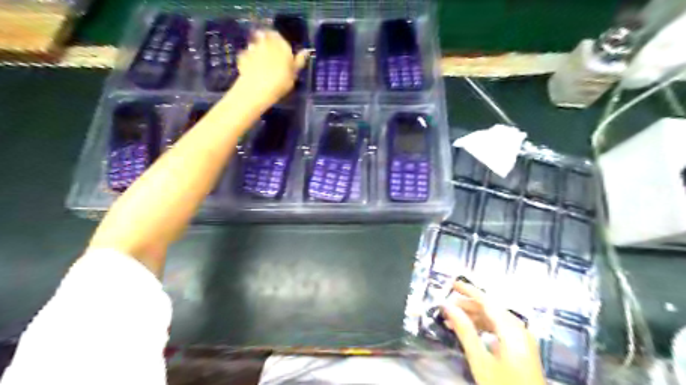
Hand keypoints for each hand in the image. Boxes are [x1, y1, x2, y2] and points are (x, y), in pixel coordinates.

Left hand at [237, 29, 310, 102]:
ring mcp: (253, 47)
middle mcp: (267, 42)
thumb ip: (298, 62)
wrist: (256, 89)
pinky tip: (252, 68)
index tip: (282, 54)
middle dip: (268, 44)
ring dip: (258, 49)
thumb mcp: (293, 75)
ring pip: (256, 43)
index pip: (281, 38)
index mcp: (282, 45)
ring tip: (261, 63)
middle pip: (267, 37)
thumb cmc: (280, 84)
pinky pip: (247, 53)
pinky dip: (249, 57)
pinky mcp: (243, 55)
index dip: (281, 44)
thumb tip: (305, 52)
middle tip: (271, 57)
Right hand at [443, 280, 550, 384]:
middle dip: (469, 305)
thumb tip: (447, 306)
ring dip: (474, 317)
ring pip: (495, 319)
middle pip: (491, 309)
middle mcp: (520, 330)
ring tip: (454, 321)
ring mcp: (523, 340)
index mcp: (512, 330)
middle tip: (448, 307)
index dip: (469, 290)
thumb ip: (464, 330)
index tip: (452, 283)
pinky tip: (471, 332)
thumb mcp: (480, 359)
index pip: (487, 301)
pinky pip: (500, 329)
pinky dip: (484, 327)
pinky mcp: (522, 349)